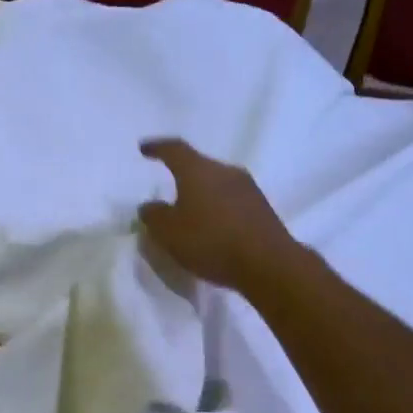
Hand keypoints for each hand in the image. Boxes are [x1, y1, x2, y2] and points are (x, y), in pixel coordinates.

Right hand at [138, 138, 300, 294]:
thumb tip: (150, 206)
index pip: (174, 150)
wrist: (268, 264)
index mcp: (198, 170)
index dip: (158, 148)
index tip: (144, 148)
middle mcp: (225, 171)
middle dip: (183, 175)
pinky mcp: (262, 209)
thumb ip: (154, 216)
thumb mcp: (169, 233)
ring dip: (203, 195)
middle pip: (199, 166)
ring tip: (191, 212)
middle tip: (169, 188)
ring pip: (217, 184)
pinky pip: (232, 202)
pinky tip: (213, 228)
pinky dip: (218, 210)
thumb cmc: (210, 241)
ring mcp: (248, 188)